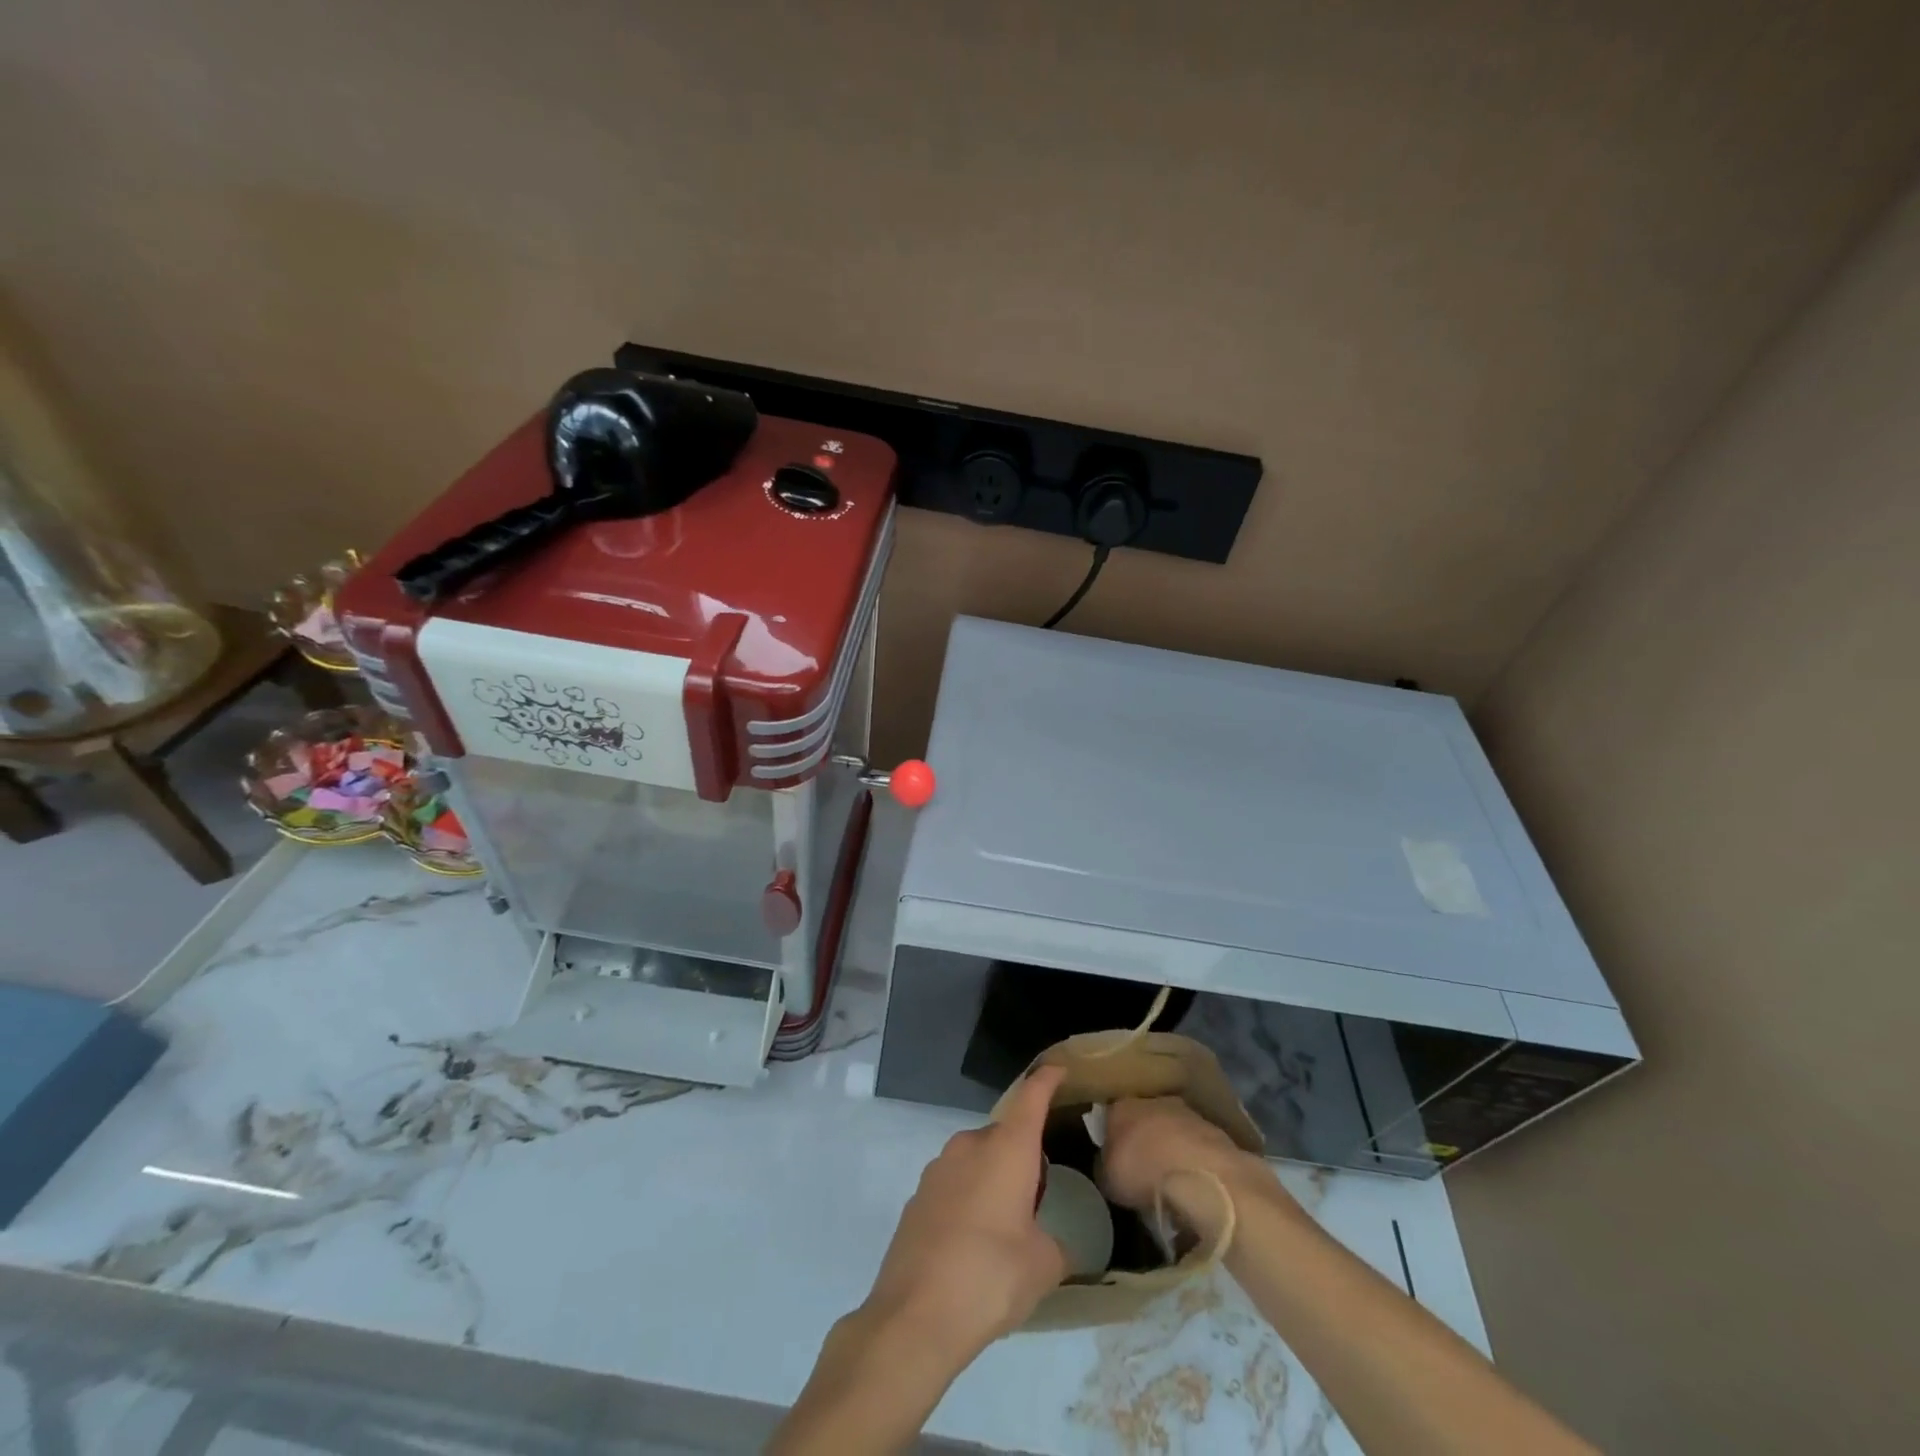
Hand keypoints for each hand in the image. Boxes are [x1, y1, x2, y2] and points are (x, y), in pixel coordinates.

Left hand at [860, 1064, 1069, 1363]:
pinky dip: (969, 1199)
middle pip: (1005, 1134)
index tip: (1058, 1069)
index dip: (1046, 1080)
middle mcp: (971, 1145)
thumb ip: (1057, 1245)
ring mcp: (938, 1168)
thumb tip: (1057, 1244)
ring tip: (1006, 1225)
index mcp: (1007, 1149)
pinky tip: (973, 1243)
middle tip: (1039, 1193)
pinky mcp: (917, 1196)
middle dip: (1022, 1155)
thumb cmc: (990, 1277)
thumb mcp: (1042, 1267)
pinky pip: (954, 1184)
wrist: (914, 1315)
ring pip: (977, 1159)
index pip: (1031, 1097)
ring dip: (994, 1178)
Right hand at [1099, 1096, 1274, 1240]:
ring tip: (1172, 1179)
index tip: (1113, 1157)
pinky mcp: (1215, 1132)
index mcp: (1122, 1106)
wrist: (1203, 1176)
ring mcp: (1187, 1113)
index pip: (1110, 1115)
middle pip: (1143, 1118)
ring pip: (1173, 1129)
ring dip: (1172, 1148)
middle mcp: (1153, 1101)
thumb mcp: (1108, 1180)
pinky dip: (1194, 1161)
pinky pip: (1196, 1146)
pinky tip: (1194, 1183)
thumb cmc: (1145, 1173)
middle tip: (1143, 1168)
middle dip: (1144, 1139)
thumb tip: (1107, 1167)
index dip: (1111, 1136)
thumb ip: (1104, 1168)